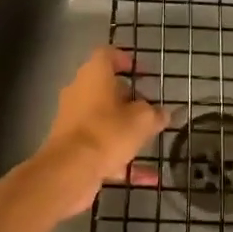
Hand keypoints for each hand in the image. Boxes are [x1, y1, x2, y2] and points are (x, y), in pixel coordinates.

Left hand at [34, 47, 166, 215]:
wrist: (69, 171)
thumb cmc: (107, 132)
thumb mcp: (142, 120)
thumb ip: (155, 114)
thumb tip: (163, 113)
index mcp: (94, 74)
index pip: (107, 54)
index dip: (126, 59)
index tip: (142, 72)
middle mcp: (79, 91)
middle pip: (105, 87)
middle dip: (128, 98)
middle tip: (148, 108)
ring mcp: (73, 119)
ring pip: (103, 118)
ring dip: (124, 128)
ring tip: (148, 139)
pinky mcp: (72, 146)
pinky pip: (101, 146)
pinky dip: (121, 158)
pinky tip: (147, 177)